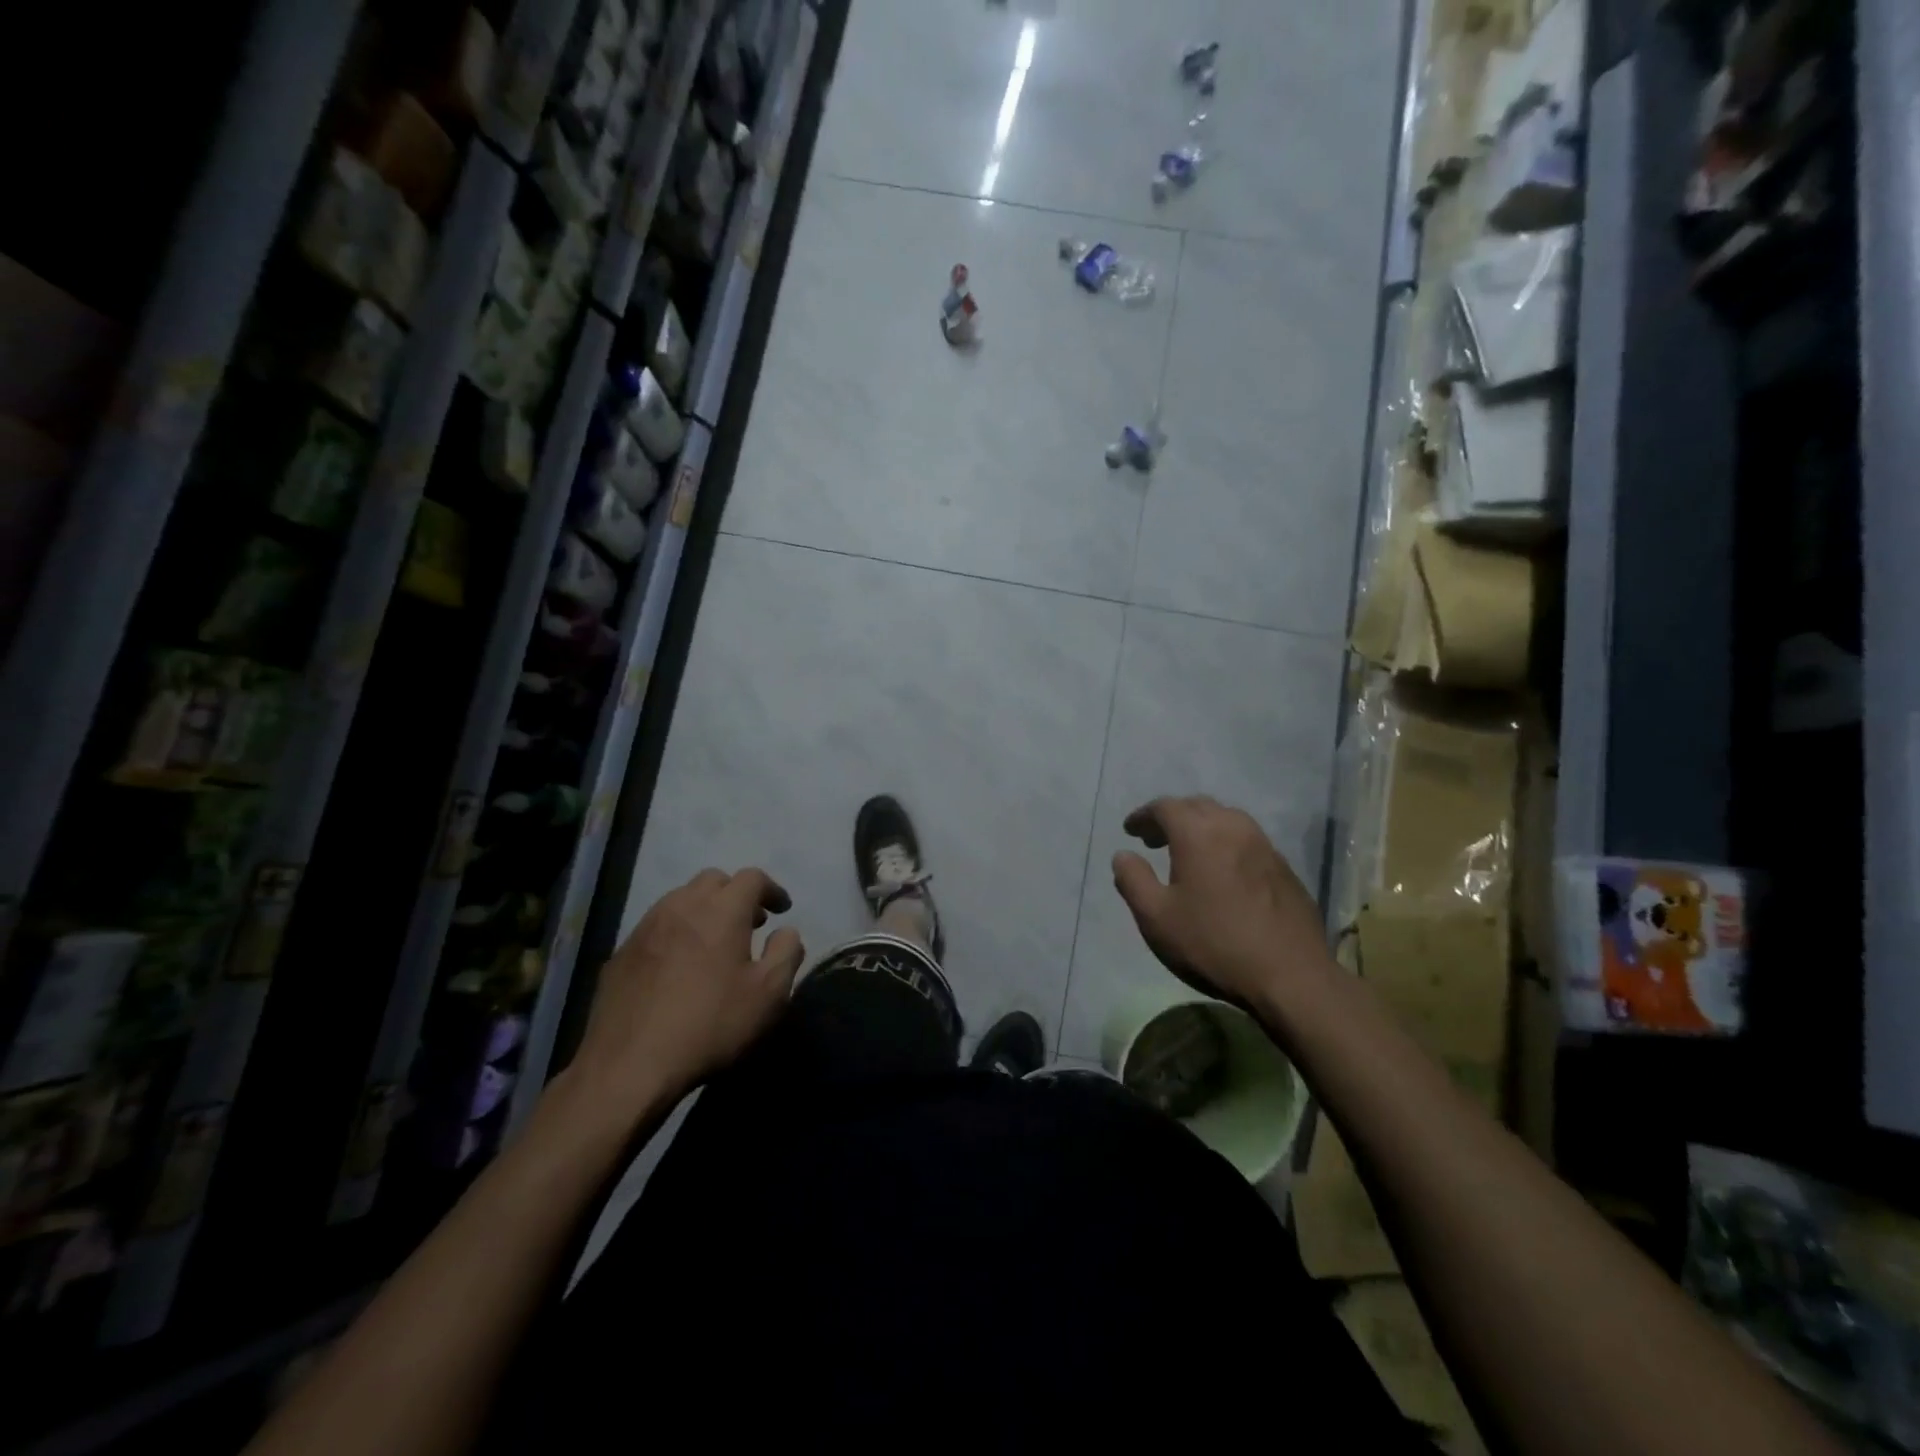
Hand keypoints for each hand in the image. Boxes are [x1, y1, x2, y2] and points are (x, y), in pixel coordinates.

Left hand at [569, 868, 804, 1115]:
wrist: (628, 1066)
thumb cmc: (710, 1025)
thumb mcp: (769, 994)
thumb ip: (786, 953)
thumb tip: (786, 932)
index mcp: (722, 910)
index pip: (752, 878)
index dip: (772, 889)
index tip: (782, 910)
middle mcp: (682, 906)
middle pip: (713, 880)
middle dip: (735, 894)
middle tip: (750, 923)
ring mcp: (646, 927)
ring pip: (680, 899)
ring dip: (704, 910)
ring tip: (714, 943)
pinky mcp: (621, 953)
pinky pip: (656, 927)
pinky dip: (676, 932)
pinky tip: (679, 966)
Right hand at [1111, 796, 1329, 1006]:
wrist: (1291, 976)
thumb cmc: (1214, 944)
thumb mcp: (1156, 918)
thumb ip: (1133, 880)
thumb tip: (1123, 855)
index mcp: (1198, 833)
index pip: (1165, 807)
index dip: (1143, 816)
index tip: (1130, 831)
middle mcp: (1233, 827)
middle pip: (1197, 806)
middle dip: (1172, 817)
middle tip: (1154, 840)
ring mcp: (1264, 845)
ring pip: (1226, 819)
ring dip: (1201, 827)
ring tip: (1188, 852)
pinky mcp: (1284, 867)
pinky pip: (1247, 840)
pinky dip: (1225, 843)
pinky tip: (1222, 871)